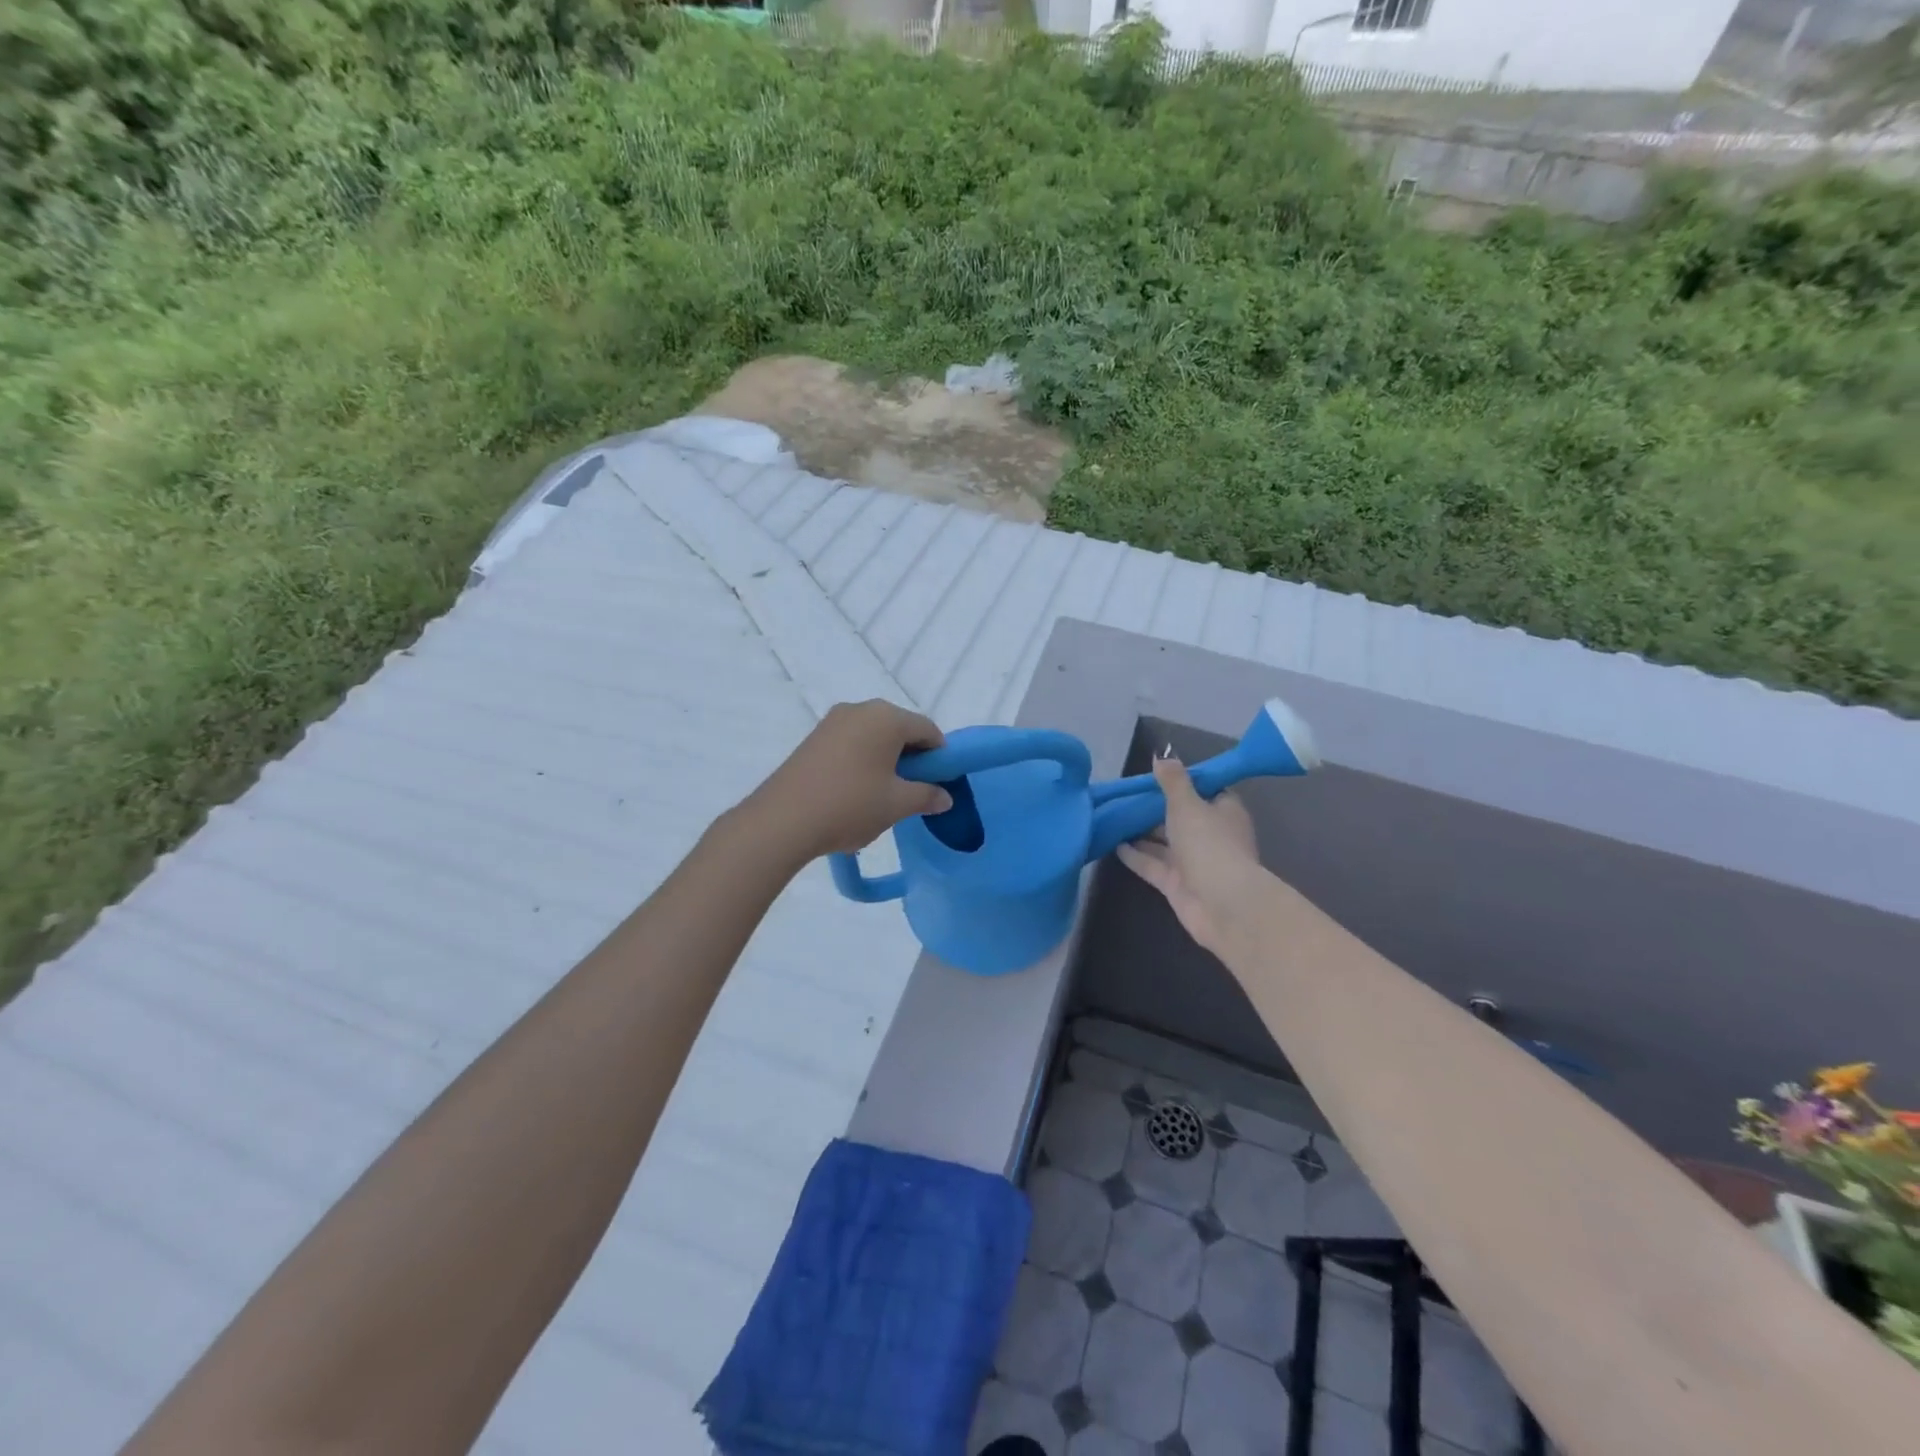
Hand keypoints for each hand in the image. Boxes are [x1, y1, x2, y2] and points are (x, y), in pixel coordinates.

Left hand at [743, 700, 952, 862]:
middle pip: (900, 729)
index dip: (940, 757)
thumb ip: (927, 796)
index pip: (928, 730)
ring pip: (874, 737)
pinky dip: (863, 761)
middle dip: (913, 758)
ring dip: (886, 760)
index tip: (940, 785)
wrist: (782, 820)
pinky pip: (851, 743)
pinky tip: (856, 792)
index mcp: (886, 717)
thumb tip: (945, 796)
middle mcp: (860, 709)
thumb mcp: (897, 804)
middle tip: (912, 793)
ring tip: (882, 796)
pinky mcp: (813, 738)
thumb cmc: (850, 805)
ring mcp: (832, 722)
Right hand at [1117, 755, 1264, 960]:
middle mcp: (1211, 835)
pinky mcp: (1177, 884)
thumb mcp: (1187, 803)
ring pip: (1165, 842)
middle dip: (1157, 808)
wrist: (1222, 904)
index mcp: (1223, 811)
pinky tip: (1113, 844)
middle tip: (1127, 795)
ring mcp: (1195, 862)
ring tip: (1114, 817)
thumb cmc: (1209, 843)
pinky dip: (1136, 855)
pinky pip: (1153, 864)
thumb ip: (1172, 781)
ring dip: (1143, 832)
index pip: (1205, 790)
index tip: (1157, 775)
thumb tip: (1162, 755)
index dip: (1183, 782)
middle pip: (1182, 817)